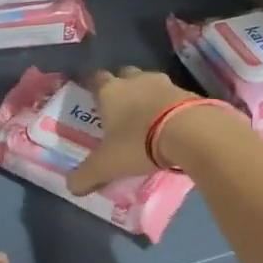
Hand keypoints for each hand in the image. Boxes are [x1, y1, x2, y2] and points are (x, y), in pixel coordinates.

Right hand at [65, 67, 195, 195]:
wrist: (191, 133)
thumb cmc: (138, 142)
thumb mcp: (107, 165)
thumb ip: (86, 175)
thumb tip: (71, 187)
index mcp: (110, 91)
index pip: (95, 78)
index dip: (91, 85)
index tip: (91, 95)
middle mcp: (135, 80)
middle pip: (124, 75)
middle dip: (121, 87)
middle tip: (119, 107)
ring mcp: (164, 83)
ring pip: (149, 83)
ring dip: (146, 95)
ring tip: (146, 116)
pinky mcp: (188, 93)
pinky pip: (173, 96)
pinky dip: (168, 106)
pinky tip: (170, 123)